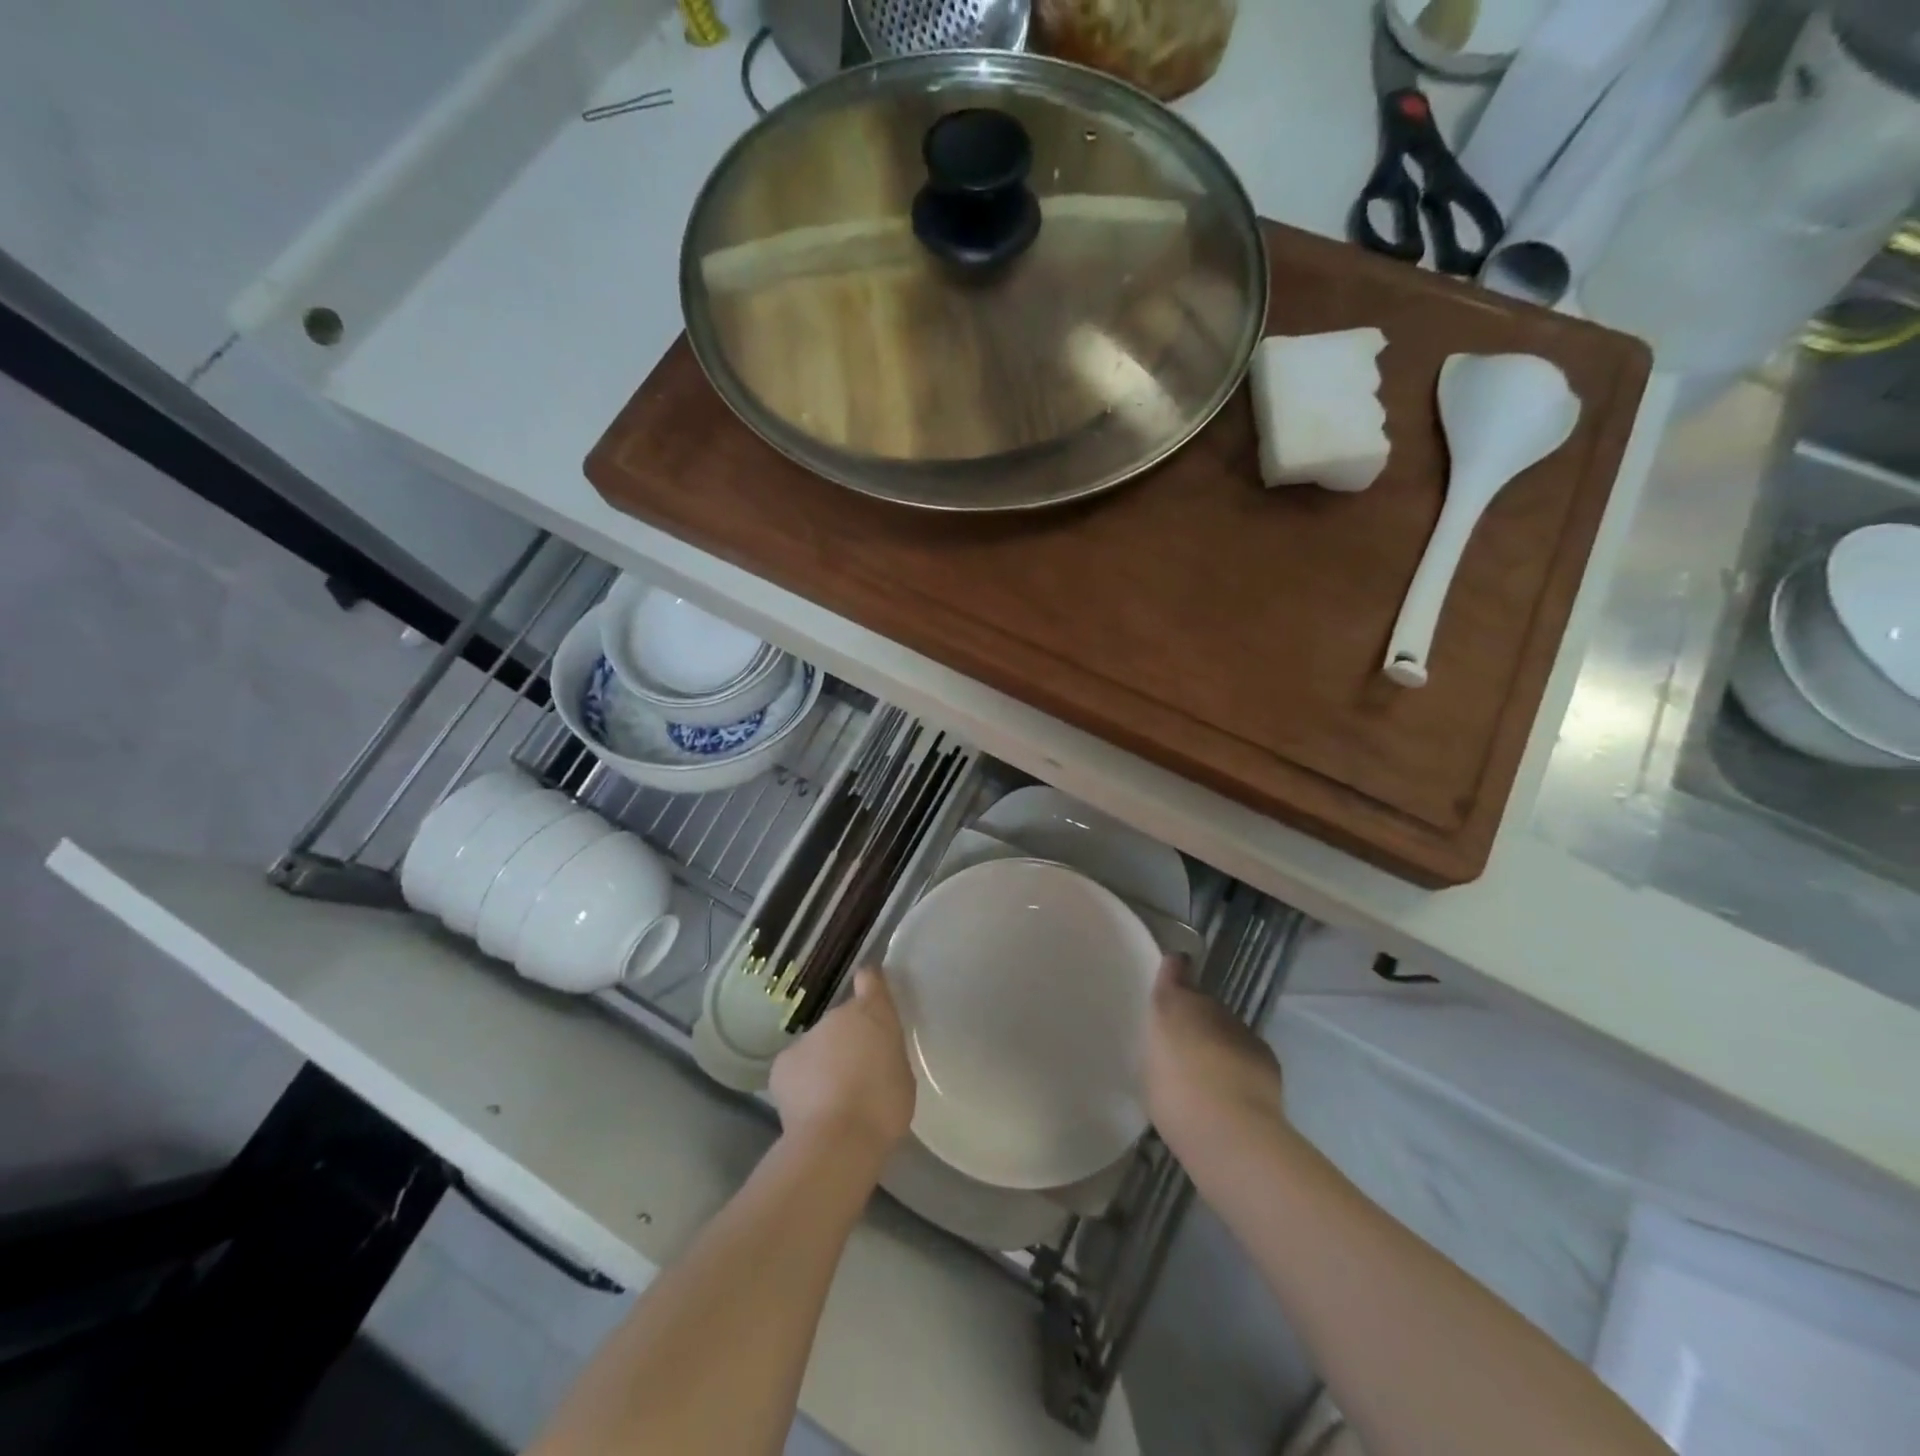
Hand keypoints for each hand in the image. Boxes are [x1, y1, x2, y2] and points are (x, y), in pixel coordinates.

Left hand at [771, 966, 916, 1161]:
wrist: (837, 1140)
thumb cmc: (883, 1107)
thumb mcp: (902, 1075)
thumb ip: (887, 1054)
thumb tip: (875, 1055)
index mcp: (873, 1014)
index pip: (871, 979)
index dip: (870, 983)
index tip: (870, 988)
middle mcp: (838, 1016)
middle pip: (843, 1021)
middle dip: (849, 1040)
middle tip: (858, 1072)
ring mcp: (807, 1037)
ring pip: (818, 1045)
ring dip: (825, 1062)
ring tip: (834, 1098)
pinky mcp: (783, 1063)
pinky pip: (797, 1068)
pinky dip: (802, 1082)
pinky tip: (810, 1109)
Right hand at [1144, 954, 1285, 1159]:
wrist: (1230, 1130)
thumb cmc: (1173, 1097)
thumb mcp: (1149, 1068)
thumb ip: (1159, 1045)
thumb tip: (1168, 1044)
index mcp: (1171, 1004)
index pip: (1175, 967)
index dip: (1174, 969)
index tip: (1172, 975)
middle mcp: (1208, 1006)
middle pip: (1201, 1003)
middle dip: (1194, 1020)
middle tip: (1184, 1050)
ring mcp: (1240, 1028)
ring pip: (1225, 1027)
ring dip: (1218, 1042)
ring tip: (1209, 1077)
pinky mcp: (1265, 1053)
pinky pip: (1246, 1050)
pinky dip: (1240, 1062)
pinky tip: (1234, 1091)